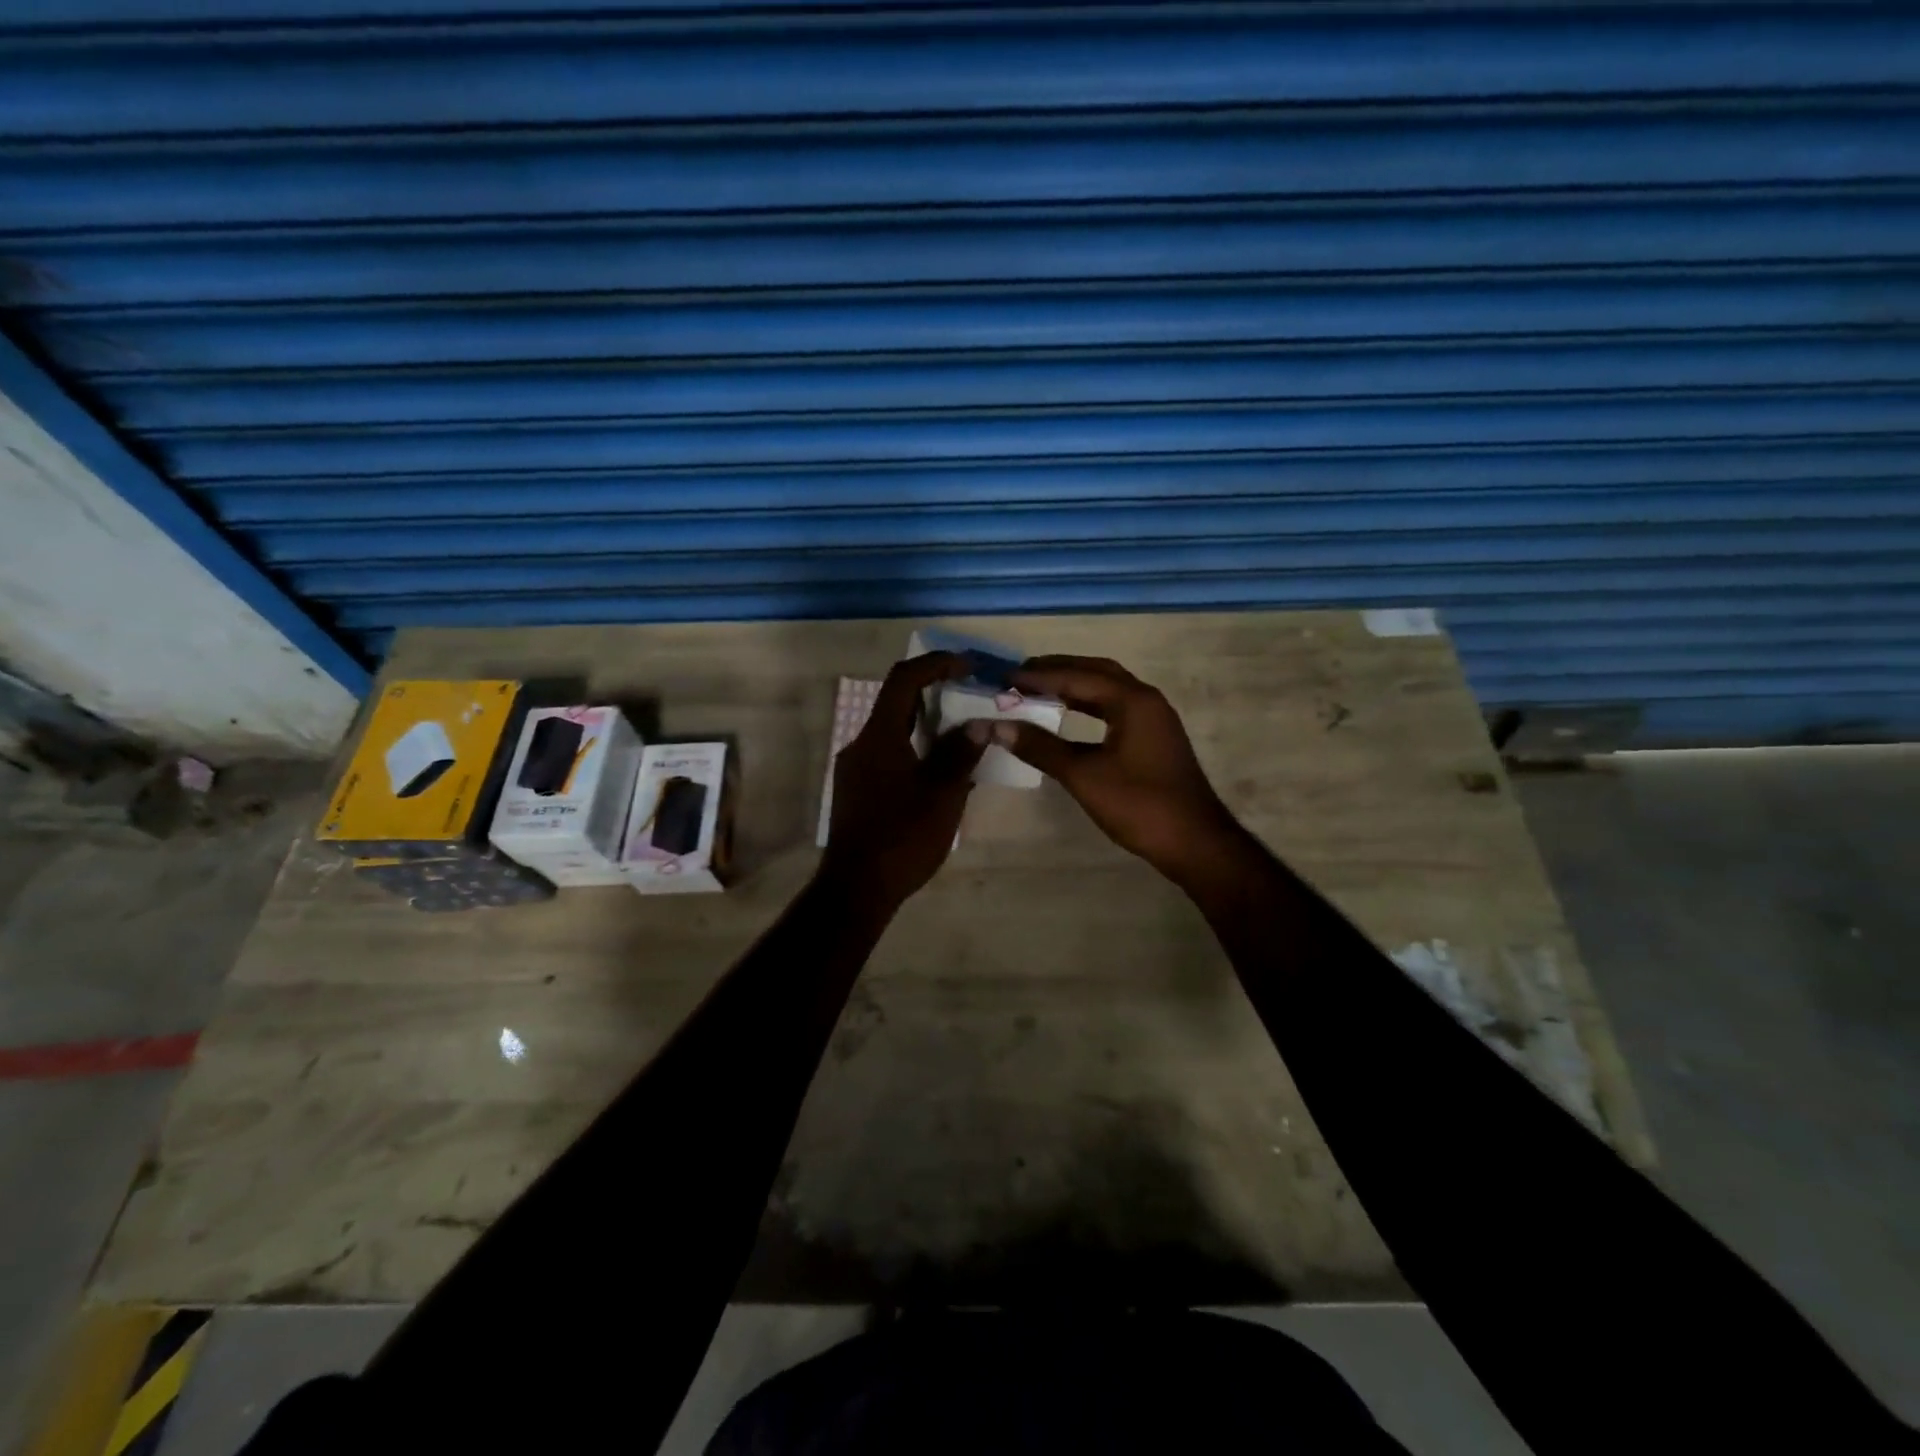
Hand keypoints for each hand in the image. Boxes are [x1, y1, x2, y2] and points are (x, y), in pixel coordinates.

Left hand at [818, 652, 985, 911]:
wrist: (856, 889)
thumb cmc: (901, 837)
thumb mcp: (942, 795)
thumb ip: (960, 754)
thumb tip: (978, 724)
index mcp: (878, 737)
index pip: (904, 680)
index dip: (935, 664)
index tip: (966, 665)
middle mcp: (861, 745)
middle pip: (897, 704)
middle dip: (935, 694)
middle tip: (971, 698)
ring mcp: (856, 769)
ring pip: (894, 732)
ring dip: (927, 725)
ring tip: (964, 734)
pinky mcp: (857, 791)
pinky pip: (889, 755)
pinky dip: (916, 749)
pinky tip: (941, 770)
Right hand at [997, 655, 1250, 888]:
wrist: (1194, 842)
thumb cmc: (1140, 805)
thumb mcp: (1084, 776)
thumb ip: (1041, 747)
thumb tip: (998, 726)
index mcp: (1132, 701)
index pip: (1077, 677)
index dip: (1038, 676)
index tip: (1004, 678)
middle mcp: (1146, 700)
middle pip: (1096, 672)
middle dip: (1057, 670)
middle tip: (1020, 676)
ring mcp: (1153, 719)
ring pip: (1107, 689)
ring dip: (1073, 686)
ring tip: (1037, 690)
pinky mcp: (1153, 738)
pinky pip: (1114, 707)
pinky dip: (1088, 705)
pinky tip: (1067, 716)